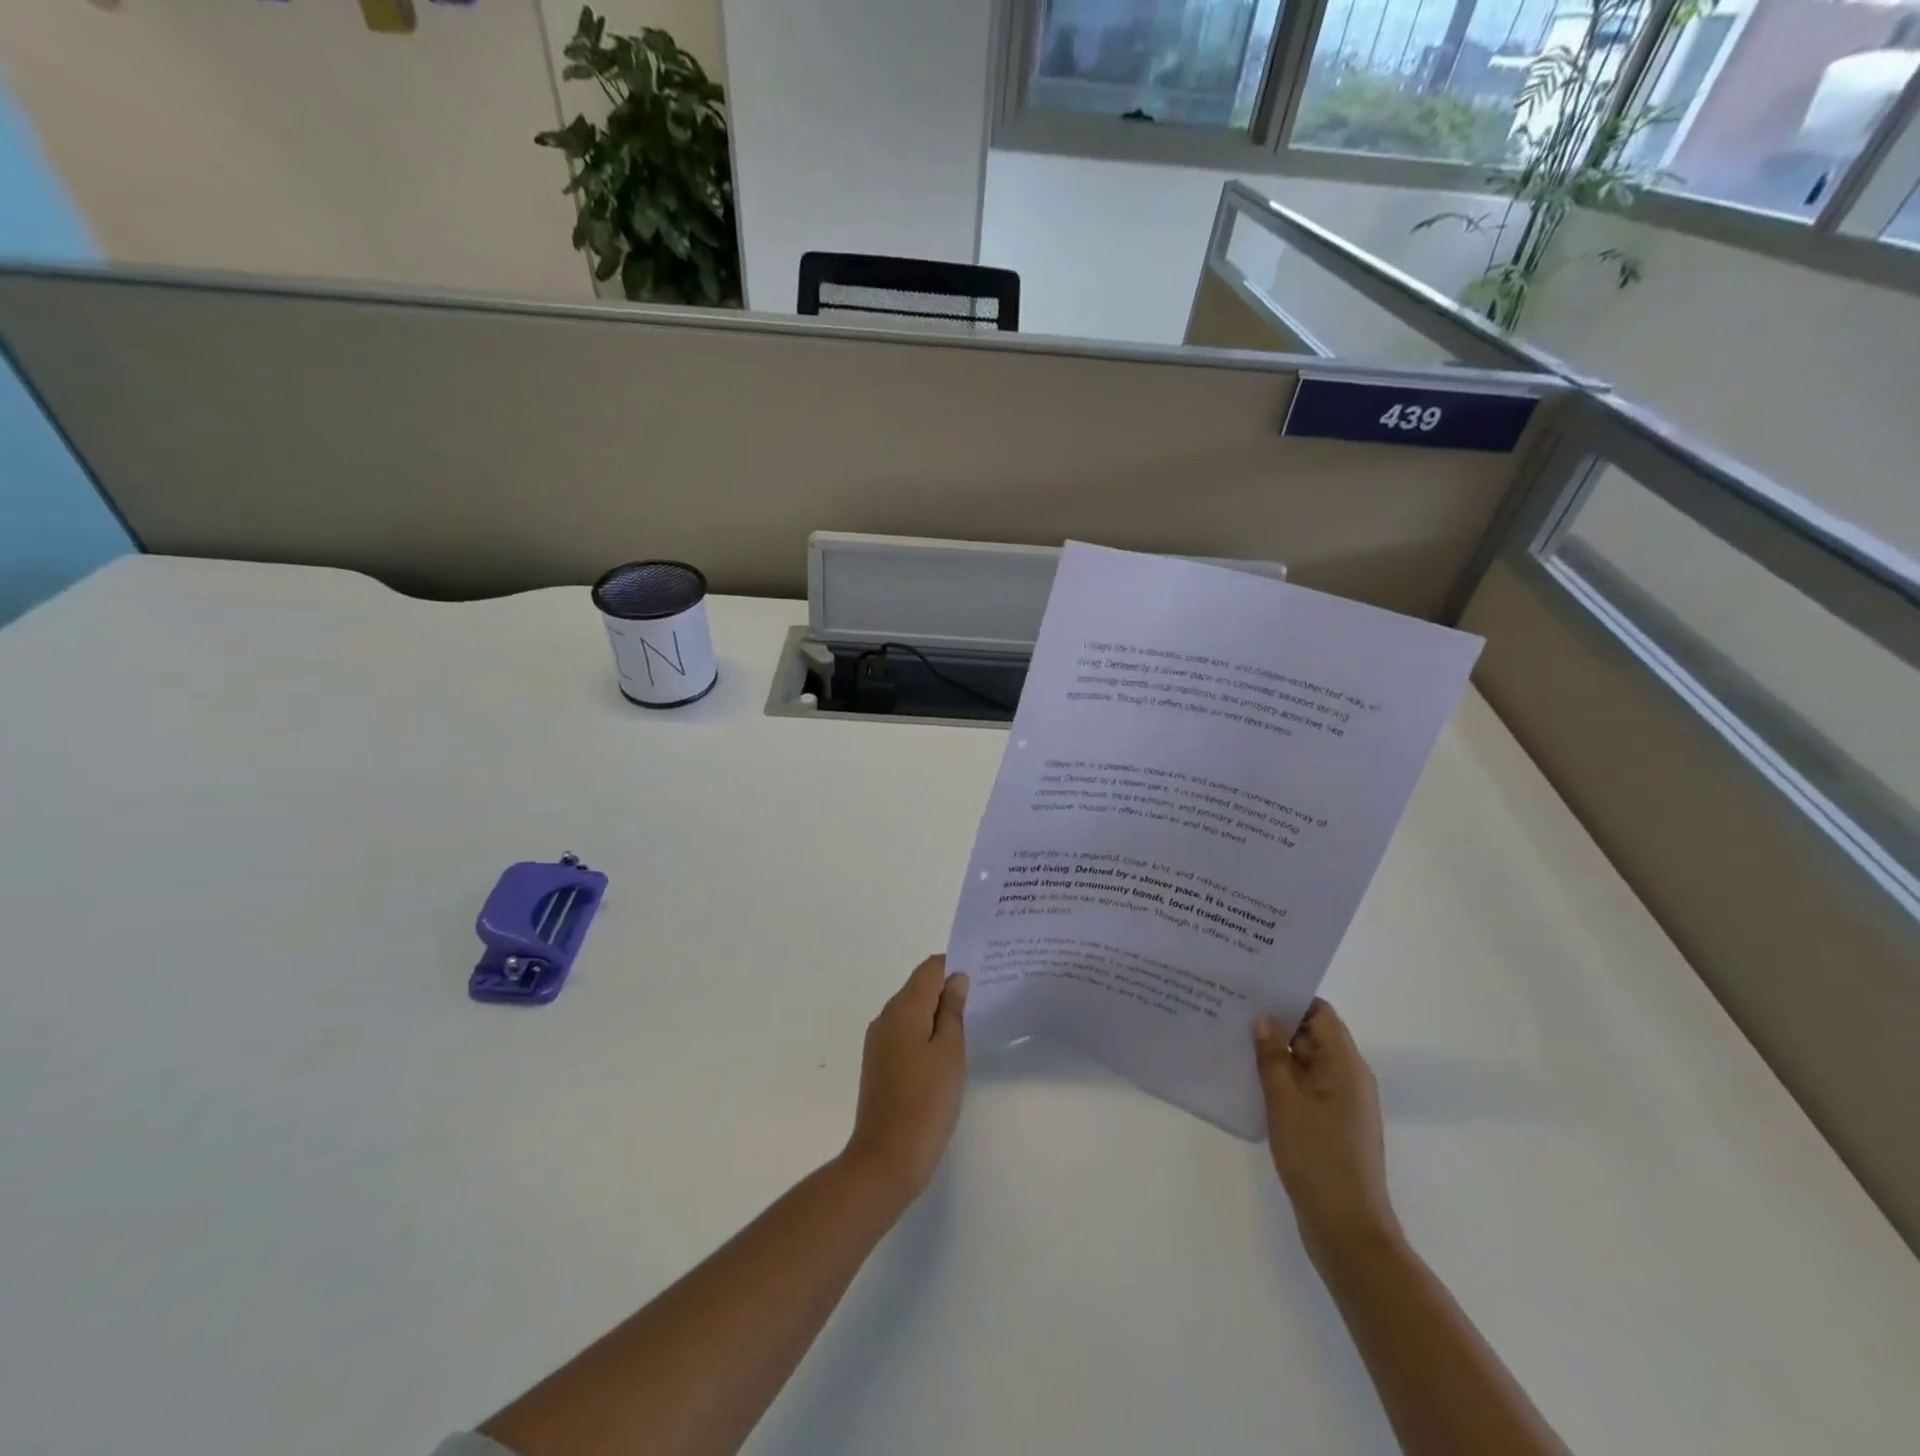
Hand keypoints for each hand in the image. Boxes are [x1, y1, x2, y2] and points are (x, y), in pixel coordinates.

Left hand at [843, 956, 968, 1205]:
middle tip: (982, 1001)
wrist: (885, 1160)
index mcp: (902, 1009)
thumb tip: (956, 979)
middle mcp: (885, 1017)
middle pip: (919, 988)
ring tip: (969, 1027)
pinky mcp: (879, 1064)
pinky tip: (946, 1053)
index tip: (982, 975)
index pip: (929, 968)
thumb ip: (953, 1011)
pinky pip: (905, 1033)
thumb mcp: (950, 1053)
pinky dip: (925, 1033)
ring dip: (937, 1013)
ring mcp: (878, 1042)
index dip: (954, 966)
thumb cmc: (925, 1103)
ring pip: (912, 1011)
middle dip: (948, 989)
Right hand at [1255, 999, 1398, 1257]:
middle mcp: (1348, 1078)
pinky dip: (1279, 1078)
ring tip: (1232, 1039)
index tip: (1252, 989)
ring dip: (1274, 1052)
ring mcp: (1340, 1104)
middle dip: (1275, 1023)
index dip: (1288, 998)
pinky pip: (1303, 1087)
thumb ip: (1271, 1056)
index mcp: (1346, 1065)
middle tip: (1231, 1010)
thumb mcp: (1285, 1101)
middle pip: (1312, 1035)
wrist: (1347, 1230)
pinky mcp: (1329, 1125)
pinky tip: (1247, 1078)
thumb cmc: (1317, 1157)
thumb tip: (1262, 1019)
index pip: (1319, 1013)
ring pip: (1305, 1062)